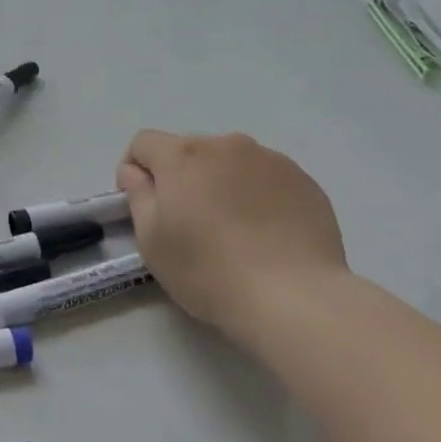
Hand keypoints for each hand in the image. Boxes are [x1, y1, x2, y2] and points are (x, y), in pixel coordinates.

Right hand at [117, 129, 347, 335]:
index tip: (143, 205)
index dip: (135, 170)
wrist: (294, 298)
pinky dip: (258, 196)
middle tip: (189, 223)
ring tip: (233, 230)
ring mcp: (270, 159)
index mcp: (183, 155)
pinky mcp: (304, 181)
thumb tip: (136, 173)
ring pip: (230, 163)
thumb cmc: (208, 271)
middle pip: (189, 151)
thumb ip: (138, 196)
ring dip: (221, 183)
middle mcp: (226, 144)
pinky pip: (267, 178)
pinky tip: (266, 234)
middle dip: (181, 177)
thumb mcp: (151, 240)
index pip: (144, 143)